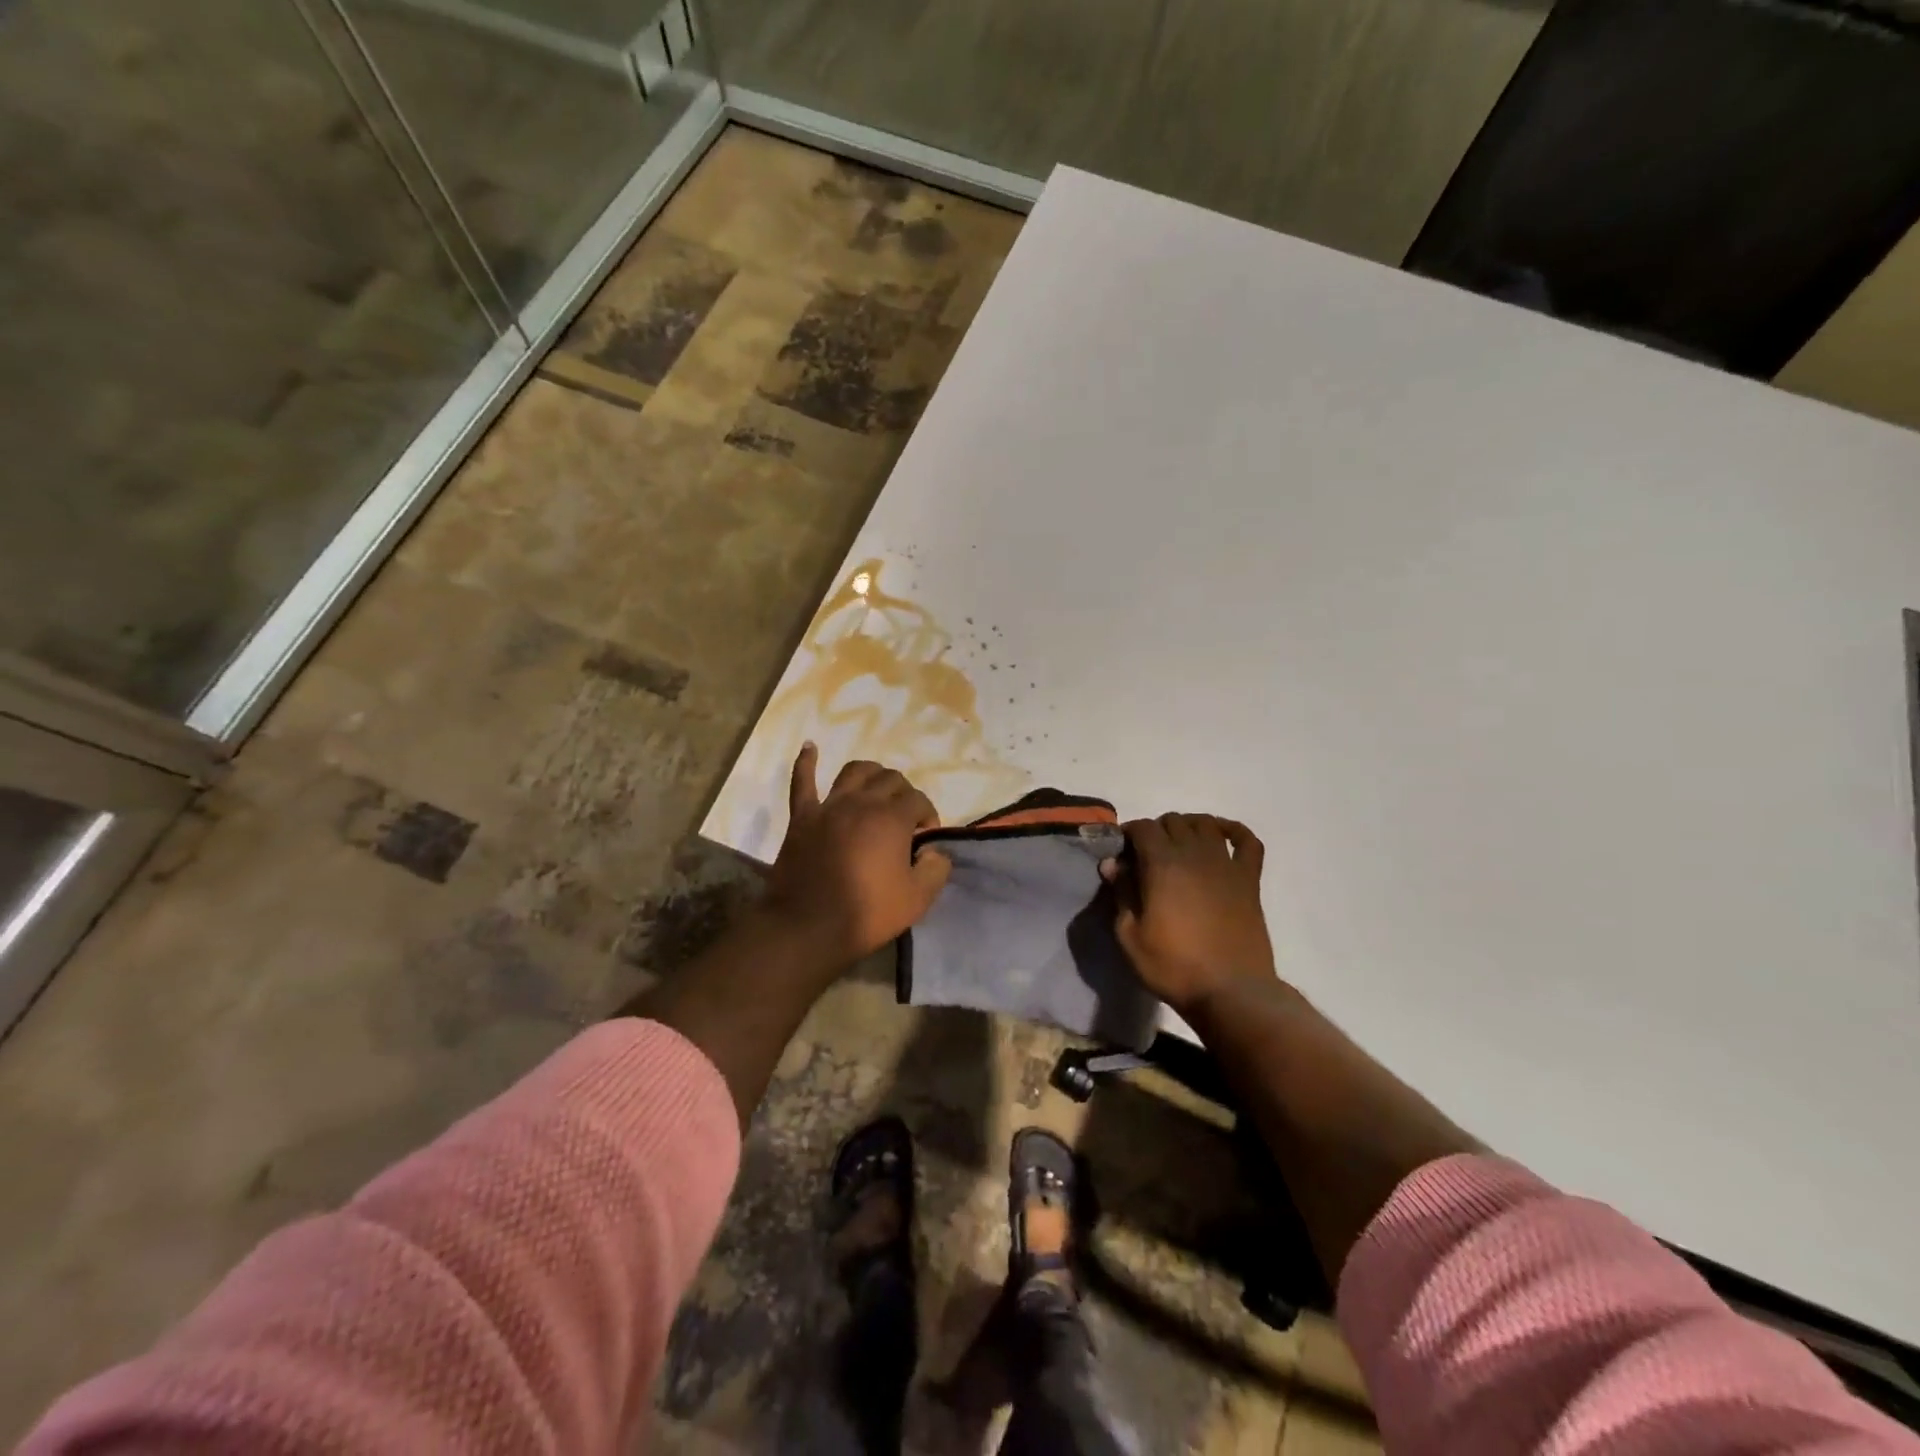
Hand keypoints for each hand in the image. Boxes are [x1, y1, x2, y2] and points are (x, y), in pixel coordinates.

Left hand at [762, 744, 951, 967]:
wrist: (807, 927)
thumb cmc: (866, 914)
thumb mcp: (917, 899)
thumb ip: (935, 870)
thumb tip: (935, 851)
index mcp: (892, 818)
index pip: (919, 801)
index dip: (928, 816)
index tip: (925, 840)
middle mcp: (862, 802)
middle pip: (890, 779)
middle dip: (904, 793)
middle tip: (905, 818)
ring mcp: (829, 806)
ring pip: (854, 771)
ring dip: (871, 773)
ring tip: (876, 786)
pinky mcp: (802, 817)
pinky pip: (802, 781)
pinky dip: (806, 762)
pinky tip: (810, 747)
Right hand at [1101, 813, 1276, 1014]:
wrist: (1231, 992)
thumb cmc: (1173, 966)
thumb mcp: (1130, 936)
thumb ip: (1121, 894)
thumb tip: (1112, 864)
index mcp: (1162, 864)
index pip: (1142, 827)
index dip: (1128, 833)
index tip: (1121, 852)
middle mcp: (1195, 854)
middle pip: (1173, 821)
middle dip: (1155, 831)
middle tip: (1146, 856)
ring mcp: (1226, 864)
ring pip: (1205, 823)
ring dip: (1188, 827)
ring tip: (1179, 846)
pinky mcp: (1250, 879)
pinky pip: (1248, 841)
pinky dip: (1234, 831)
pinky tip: (1223, 836)